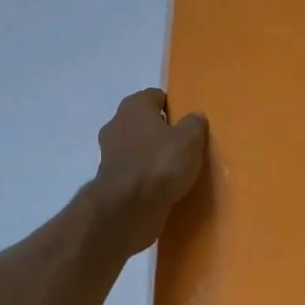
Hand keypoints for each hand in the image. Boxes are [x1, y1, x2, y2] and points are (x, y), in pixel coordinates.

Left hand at [92, 89, 208, 253]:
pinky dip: (144, 176)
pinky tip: (162, 187)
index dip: (173, 106)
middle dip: (161, 131)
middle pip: (144, 121)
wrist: (127, 208)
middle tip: (184, 145)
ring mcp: (110, 152)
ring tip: (175, 169)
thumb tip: (195, 116)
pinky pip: (133, 170)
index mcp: (134, 106)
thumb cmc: (160, 163)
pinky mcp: (110, 180)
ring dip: (151, 155)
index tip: (188, 122)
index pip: (156, 96)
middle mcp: (117, 123)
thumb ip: (194, 124)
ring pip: (137, 147)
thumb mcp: (189, 140)